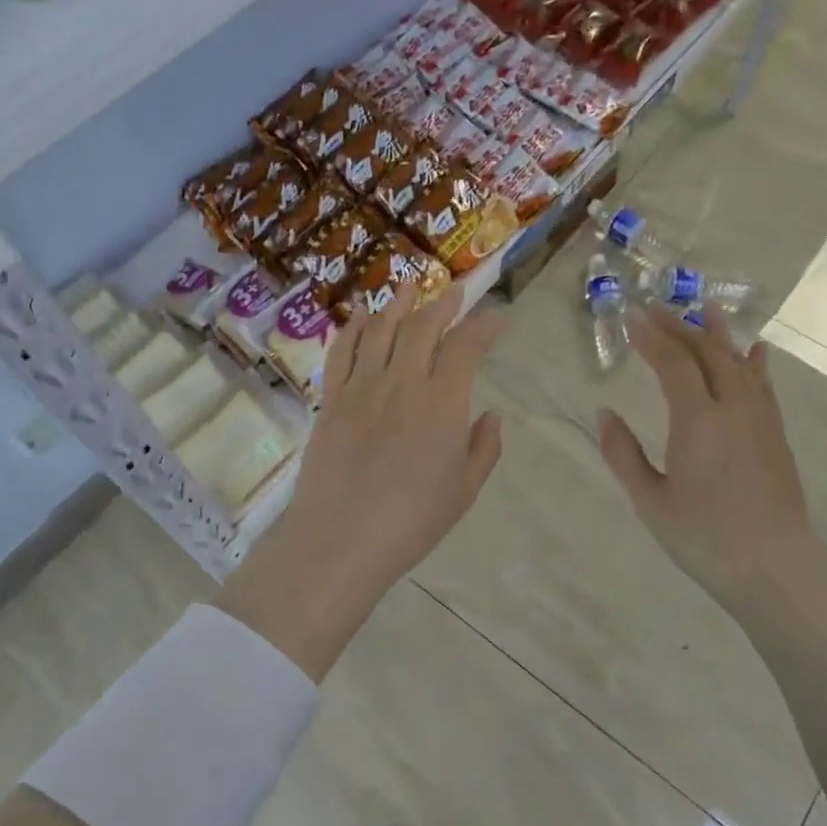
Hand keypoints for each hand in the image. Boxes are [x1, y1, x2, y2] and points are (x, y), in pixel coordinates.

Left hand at [290, 282, 504, 587]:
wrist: (340, 540)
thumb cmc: (411, 522)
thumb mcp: (463, 491)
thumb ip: (483, 449)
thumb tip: (491, 415)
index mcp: (441, 404)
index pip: (466, 347)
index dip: (484, 325)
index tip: (496, 315)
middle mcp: (401, 383)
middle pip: (423, 326)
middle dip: (444, 303)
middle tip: (456, 291)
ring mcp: (360, 387)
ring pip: (381, 329)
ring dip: (398, 303)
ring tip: (410, 286)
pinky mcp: (330, 399)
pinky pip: (341, 351)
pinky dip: (353, 328)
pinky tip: (361, 317)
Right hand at [598, 305, 825, 619]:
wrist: (774, 569)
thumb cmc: (704, 539)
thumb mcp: (650, 501)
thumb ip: (622, 454)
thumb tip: (603, 414)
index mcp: (698, 422)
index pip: (673, 364)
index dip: (650, 338)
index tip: (630, 317)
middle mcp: (733, 409)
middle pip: (706, 353)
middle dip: (678, 327)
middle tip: (654, 309)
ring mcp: (760, 420)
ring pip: (739, 362)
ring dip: (718, 334)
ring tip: (705, 308)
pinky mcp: (775, 435)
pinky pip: (763, 385)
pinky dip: (754, 362)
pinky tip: (755, 349)